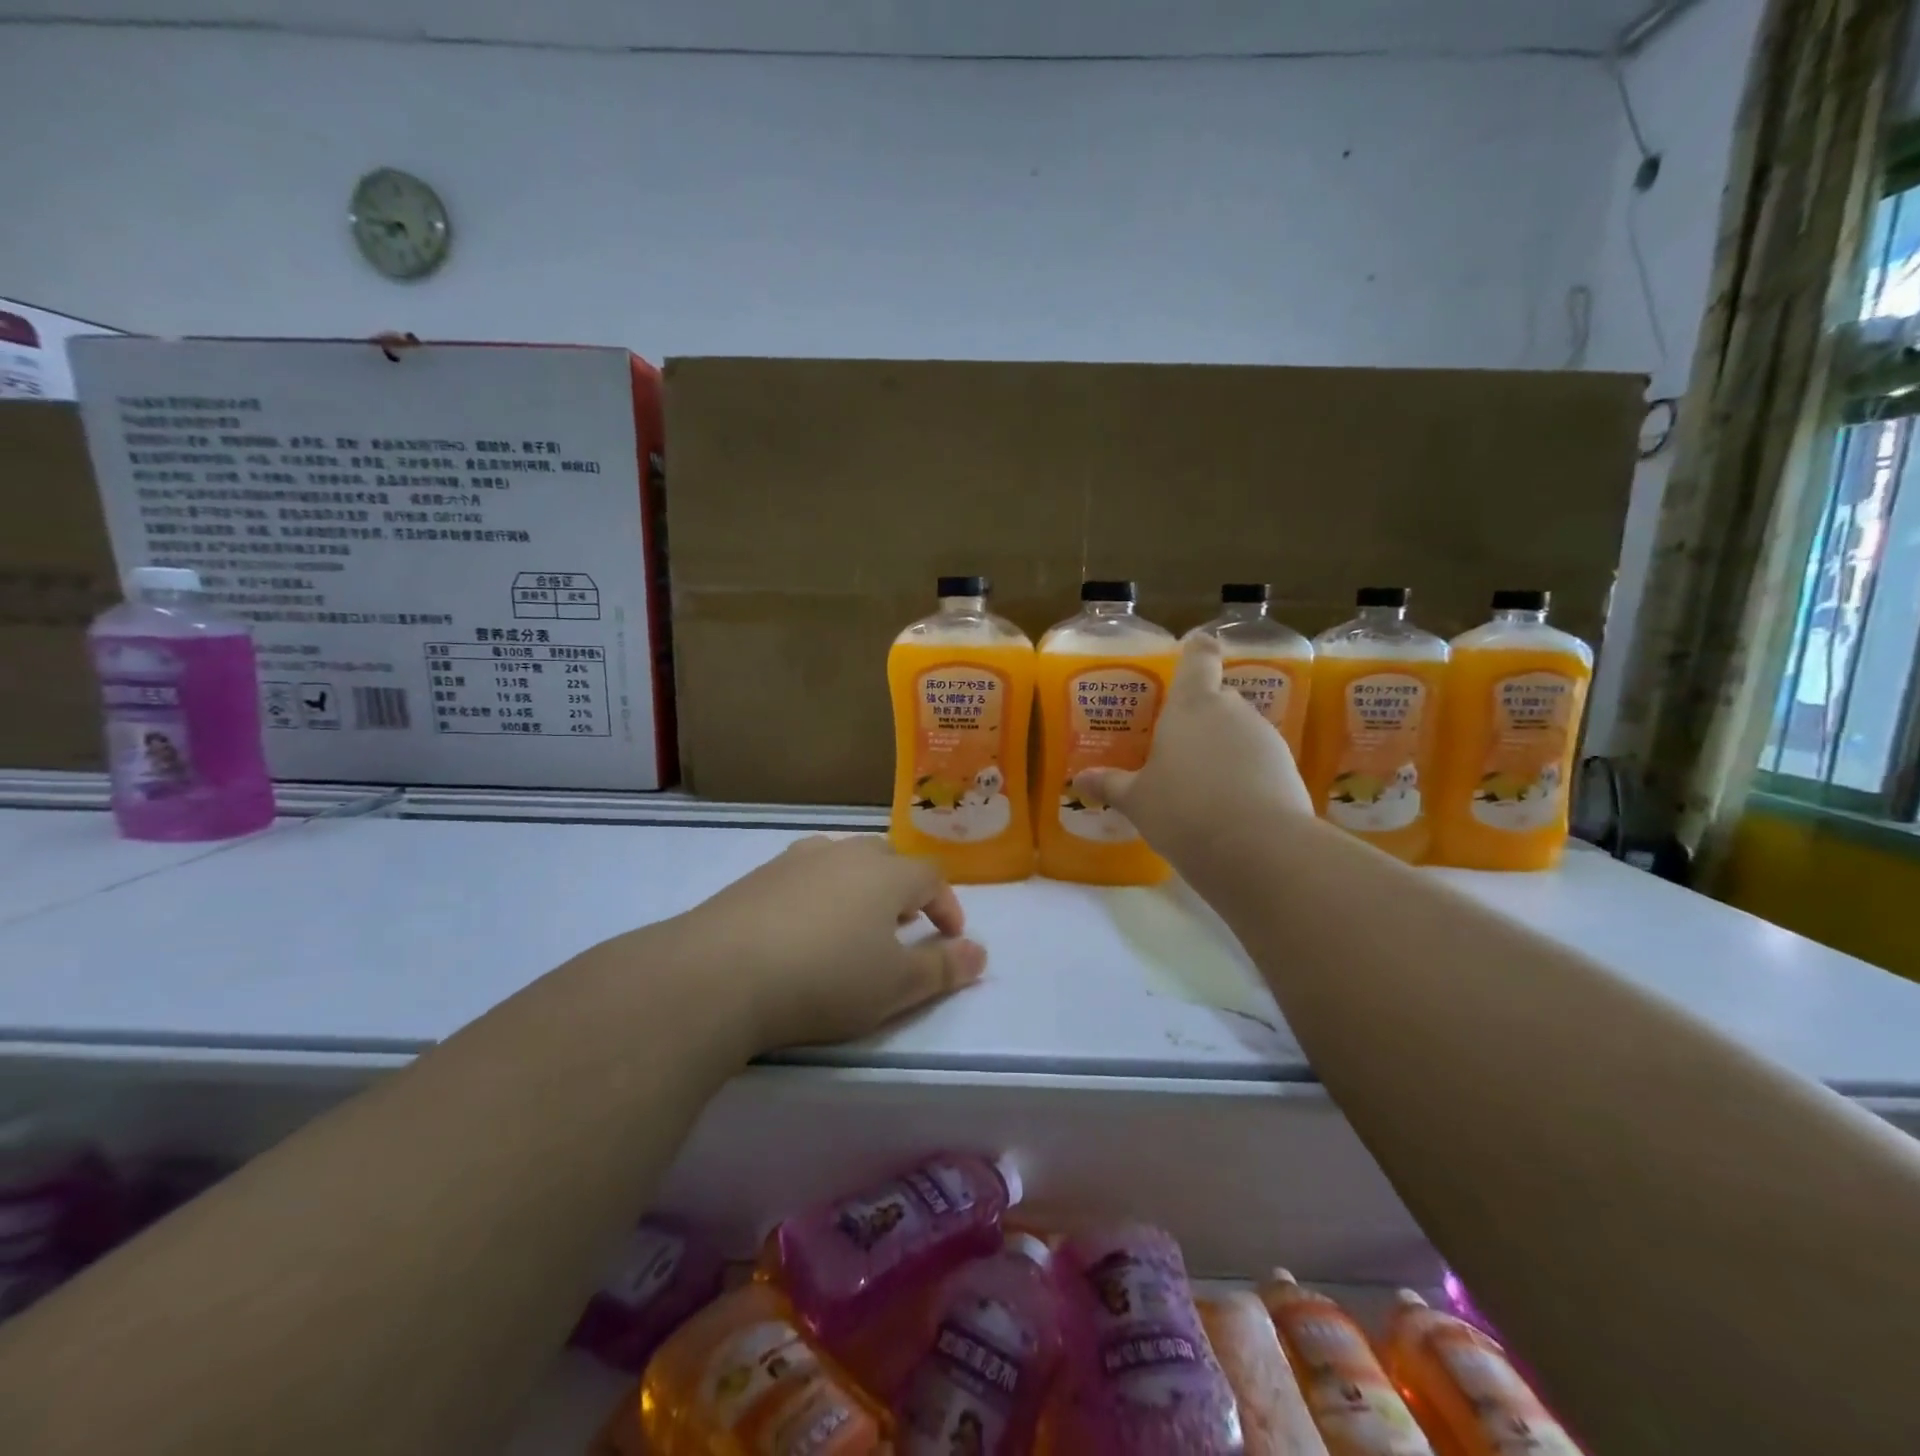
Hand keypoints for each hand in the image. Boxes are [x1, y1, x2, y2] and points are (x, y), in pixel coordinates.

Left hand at [672, 835, 986, 1054]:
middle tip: (902, 926)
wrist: (721, 974)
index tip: (950, 937)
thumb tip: (980, 953)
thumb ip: (943, 969)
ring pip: (841, 860)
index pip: (931, 875)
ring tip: (853, 924)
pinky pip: (801, 875)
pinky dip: (815, 895)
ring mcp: (795, 861)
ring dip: (858, 886)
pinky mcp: (756, 877)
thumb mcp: (895, 987)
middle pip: (886, 858)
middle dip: (902, 889)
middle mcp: (843, 854)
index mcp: (886, 874)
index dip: (947, 904)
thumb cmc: (825, 980)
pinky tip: (801, 929)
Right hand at [1074, 634, 1313, 864]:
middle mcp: (1232, 711)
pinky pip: (1257, 760)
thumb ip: (1111, 785)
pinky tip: (1226, 804)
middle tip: (1174, 743)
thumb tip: (1080, 780)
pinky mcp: (1287, 769)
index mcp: (1192, 705)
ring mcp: (1265, 738)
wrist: (1260, 849)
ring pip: (1239, 730)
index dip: (1196, 649)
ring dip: (1222, 747)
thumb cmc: (1184, 810)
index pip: (1199, 658)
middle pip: (1218, 697)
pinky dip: (1243, 773)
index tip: (1193, 646)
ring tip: (1198, 782)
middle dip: (1200, 715)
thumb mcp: (1138, 801)